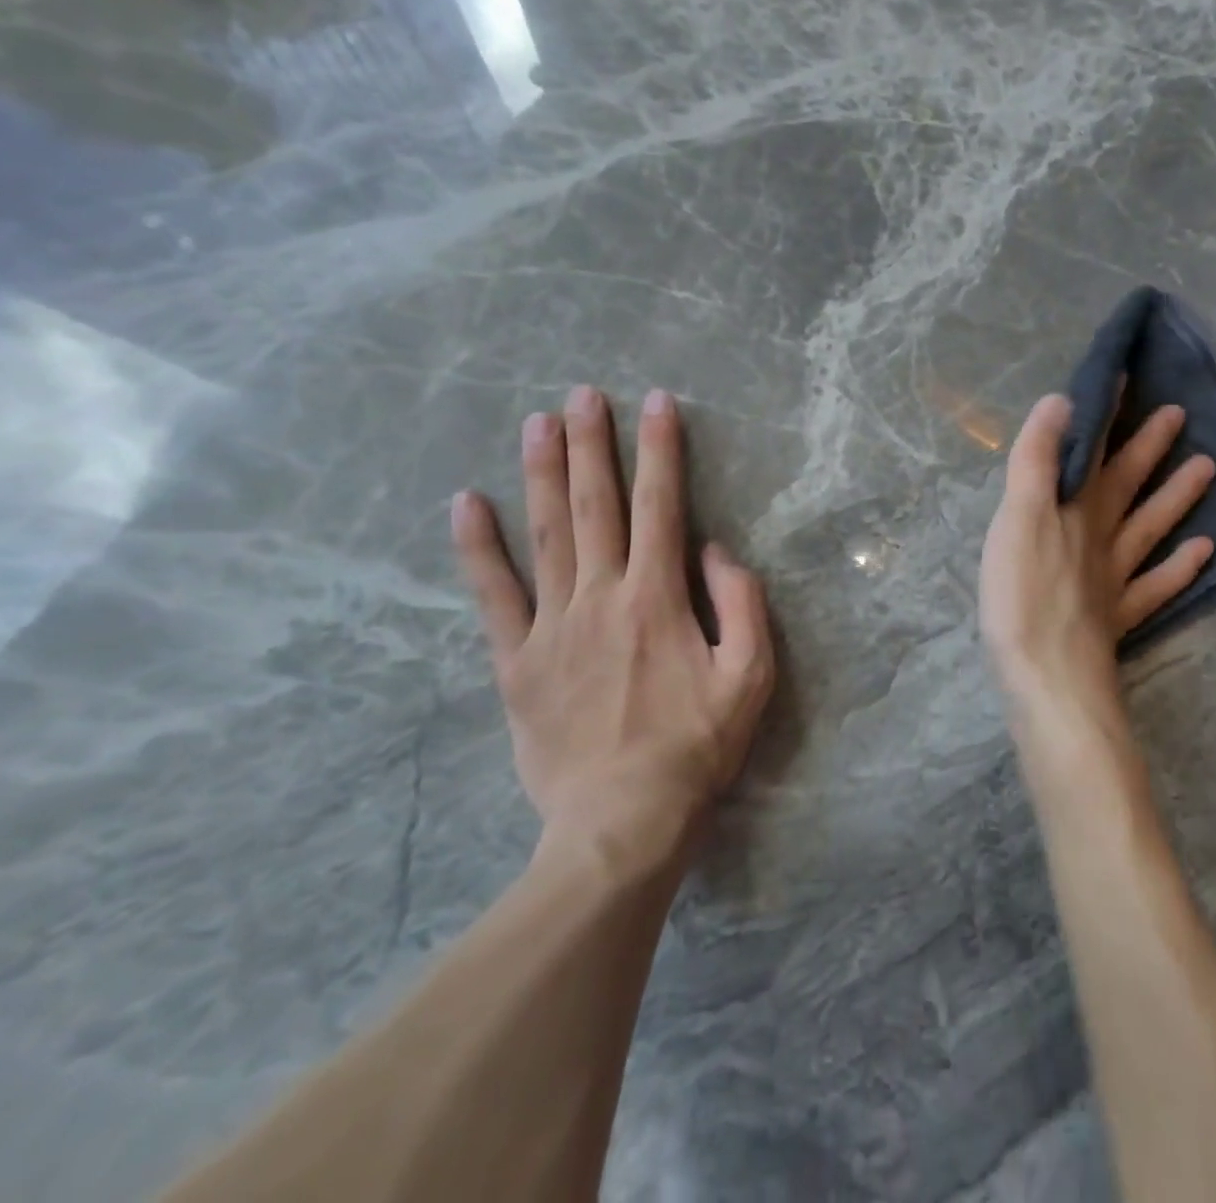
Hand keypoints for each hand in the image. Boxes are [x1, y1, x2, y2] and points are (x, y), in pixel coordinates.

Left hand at [451, 386, 775, 853]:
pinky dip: (478, 547)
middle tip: (583, 394)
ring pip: (546, 534)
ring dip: (542, 473)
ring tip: (536, 422)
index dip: (661, 451)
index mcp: (659, 599)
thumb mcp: (750, 677)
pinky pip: (494, 595)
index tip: (657, 403)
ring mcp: (553, 626)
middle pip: (597, 506)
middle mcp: (602, 597)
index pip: (662, 507)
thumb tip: (713, 550)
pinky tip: (465, 503)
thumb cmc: (695, 748)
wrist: (621, 822)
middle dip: (593, 445)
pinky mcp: (517, 660)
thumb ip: (741, 605)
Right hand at [980, 391, 1215, 725]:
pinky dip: (1179, 569)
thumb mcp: (1018, 519)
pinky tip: (1203, 554)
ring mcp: (1115, 581)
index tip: (1128, 377)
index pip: (1094, 450)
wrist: (1049, 680)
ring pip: (1150, 530)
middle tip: (1179, 414)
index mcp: (1075, 510)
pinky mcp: (1117, 621)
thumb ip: (1037, 462)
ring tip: (1208, 469)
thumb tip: (1062, 401)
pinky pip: (1156, 587)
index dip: (1107, 414)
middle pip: (1129, 485)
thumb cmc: (1024, 596)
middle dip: (1148, 448)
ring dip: (1177, 498)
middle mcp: (1101, 538)